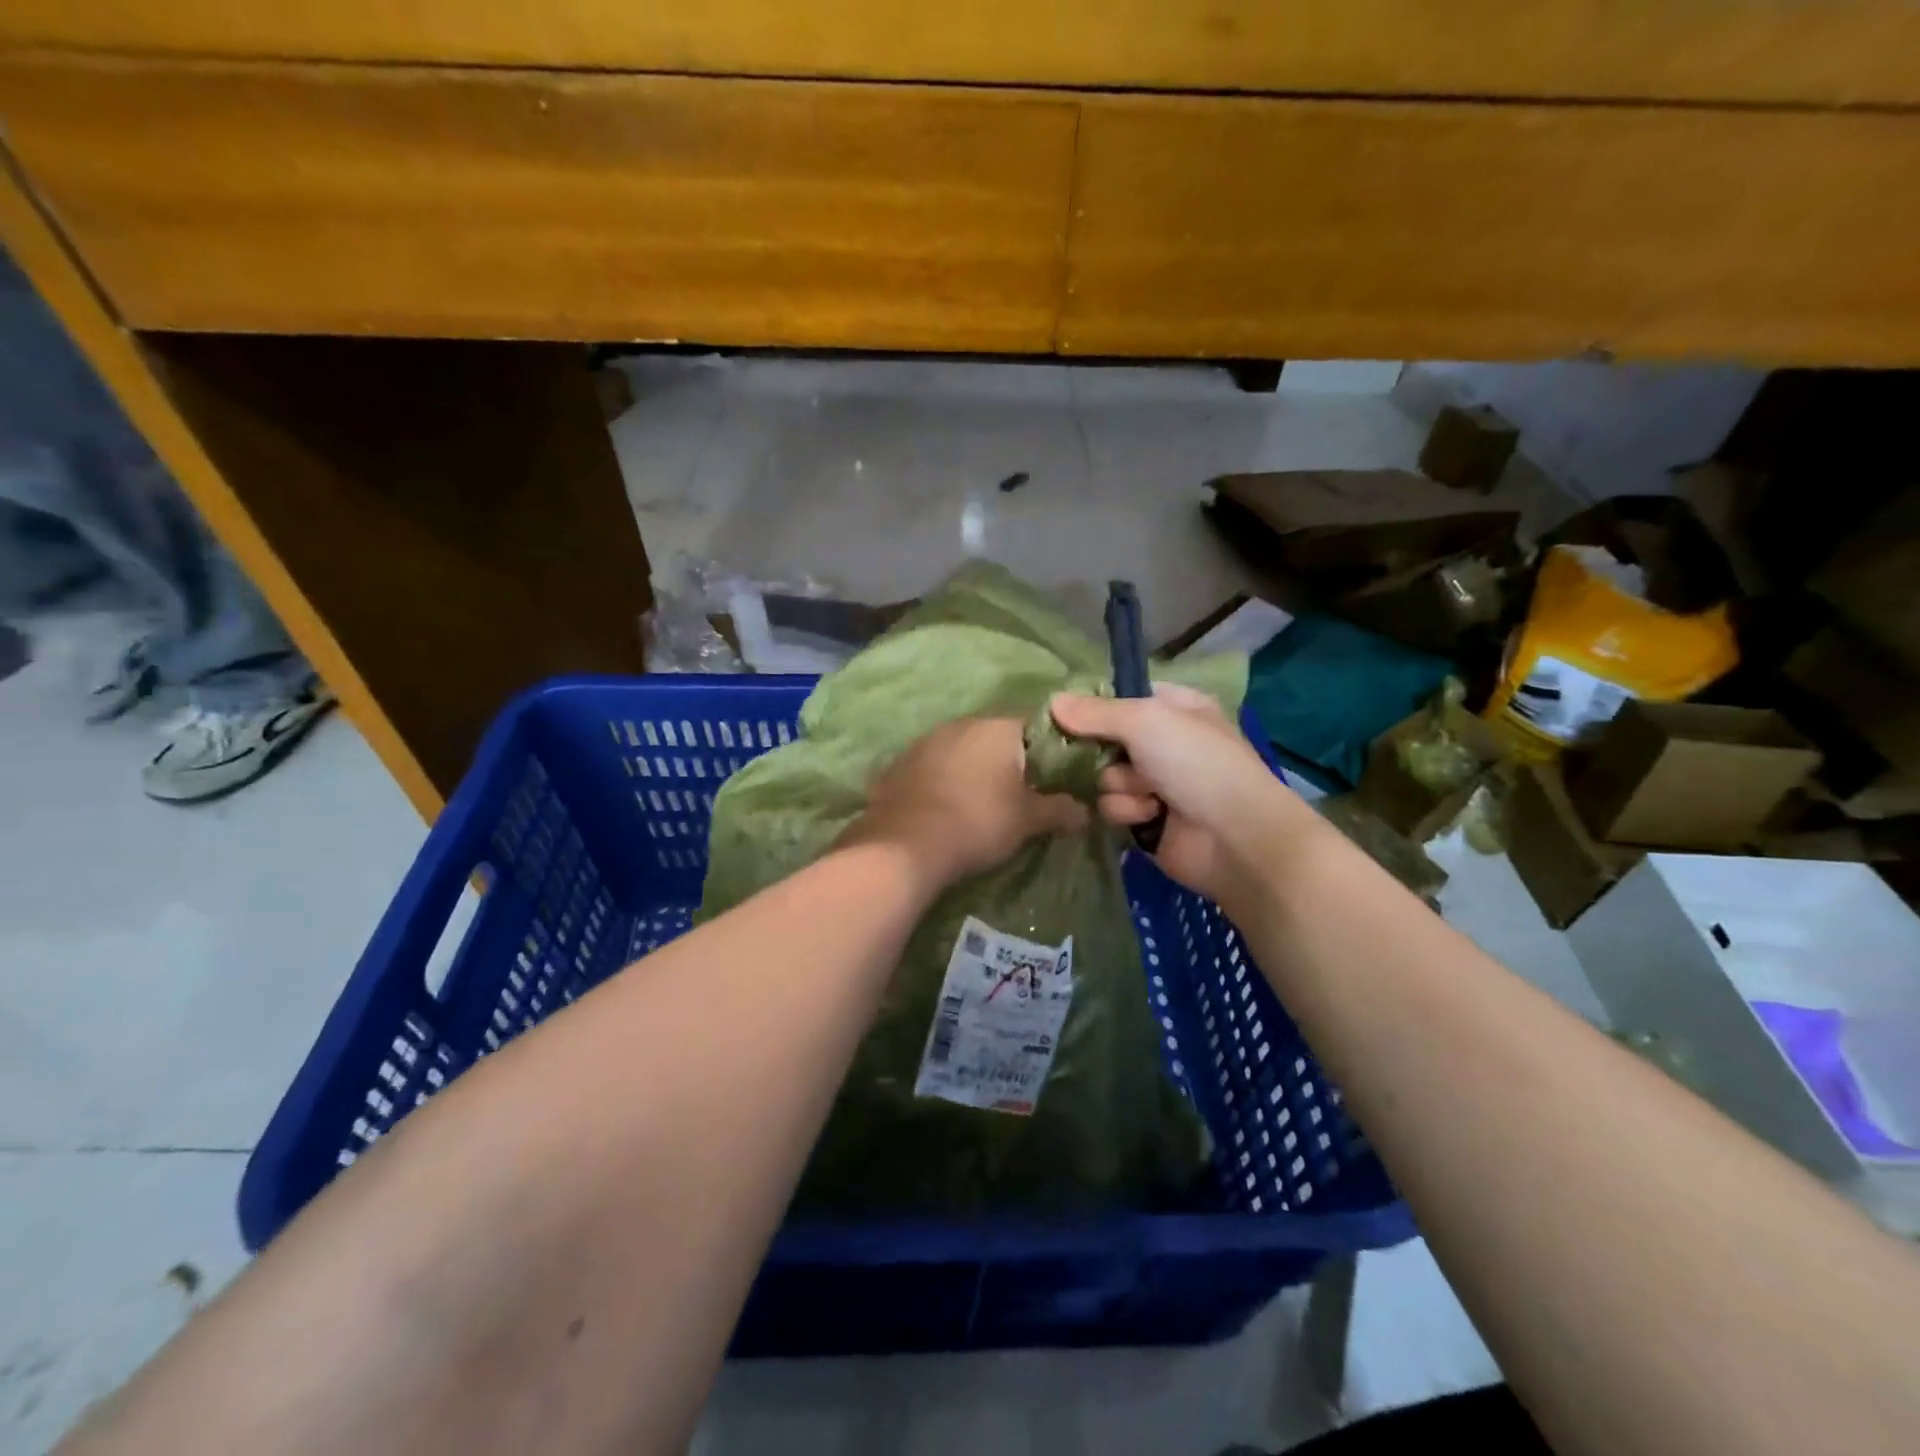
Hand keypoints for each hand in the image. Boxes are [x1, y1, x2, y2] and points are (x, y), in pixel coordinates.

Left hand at [840, 718, 1086, 892]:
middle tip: (1022, 792)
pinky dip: (945, 781)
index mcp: (997, 727)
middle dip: (1010, 761)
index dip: (1051, 751)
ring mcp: (925, 741)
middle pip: (996, 737)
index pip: (1037, 726)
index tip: (1057, 777)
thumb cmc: (978, 822)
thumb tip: (1085, 812)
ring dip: (974, 770)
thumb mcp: (1028, 820)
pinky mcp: (899, 764)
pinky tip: (948, 807)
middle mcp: (961, 723)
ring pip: (962, 750)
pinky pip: (934, 767)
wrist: (904, 845)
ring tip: (983, 802)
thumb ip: (1060, 810)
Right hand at [1049, 684, 1310, 907]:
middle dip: (1102, 753)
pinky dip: (1127, 811)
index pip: (1120, 697)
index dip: (1093, 707)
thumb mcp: (1145, 721)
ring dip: (1120, 786)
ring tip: (1148, 794)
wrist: (1235, 837)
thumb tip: (1052, 701)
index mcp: (1175, 707)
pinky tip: (1150, 816)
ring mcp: (1155, 782)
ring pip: (1103, 776)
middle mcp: (1164, 742)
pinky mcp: (1145, 819)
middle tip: (1106, 757)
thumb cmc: (1196, 764)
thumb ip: (1095, 712)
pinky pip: (1112, 806)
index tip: (1066, 716)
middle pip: (1104, 739)